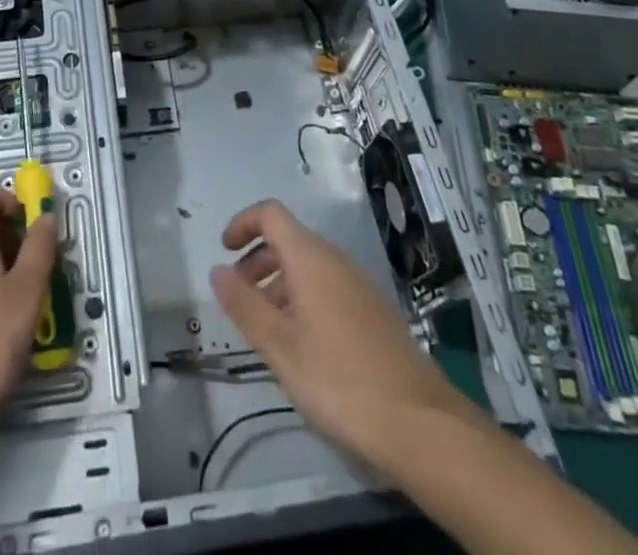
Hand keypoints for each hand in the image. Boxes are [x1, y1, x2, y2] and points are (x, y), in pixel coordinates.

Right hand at [208, 199, 478, 473]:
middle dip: (257, 260)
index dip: (243, 223)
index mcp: (311, 258)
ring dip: (279, 283)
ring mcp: (359, 285)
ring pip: (308, 266)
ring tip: (266, 328)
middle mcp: (336, 260)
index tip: (224, 252)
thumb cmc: (340, 380)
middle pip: (289, 239)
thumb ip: (245, 305)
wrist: (420, 423)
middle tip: (239, 298)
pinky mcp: (374, 311)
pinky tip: (302, 345)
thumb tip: (217, 270)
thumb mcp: (280, 347)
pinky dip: (303, 299)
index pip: (270, 214)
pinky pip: (328, 287)